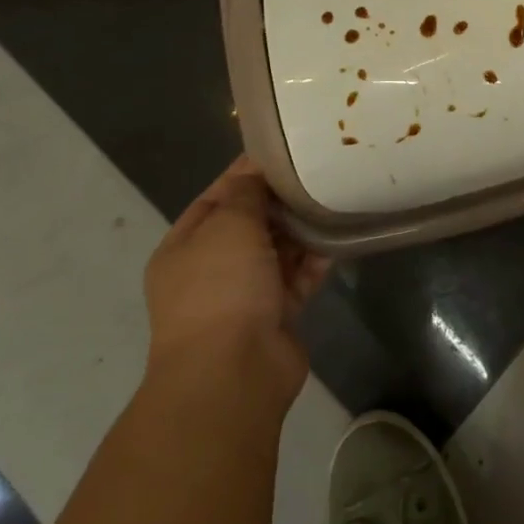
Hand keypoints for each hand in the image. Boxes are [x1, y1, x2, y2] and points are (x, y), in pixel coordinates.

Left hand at [142, 157, 329, 413]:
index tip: (283, 151)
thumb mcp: (228, 225)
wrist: (233, 372)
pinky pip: (298, 278)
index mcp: (184, 247)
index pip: (216, 198)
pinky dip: (315, 260)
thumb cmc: (220, 287)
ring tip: (332, 198)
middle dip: (279, 201)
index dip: (246, 173)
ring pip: (277, 251)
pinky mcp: (276, 315)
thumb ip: (246, 193)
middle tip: (317, 172)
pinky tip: (339, 237)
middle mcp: (211, 270)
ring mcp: (244, 295)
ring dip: (301, 229)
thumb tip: (257, 172)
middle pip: (250, 224)